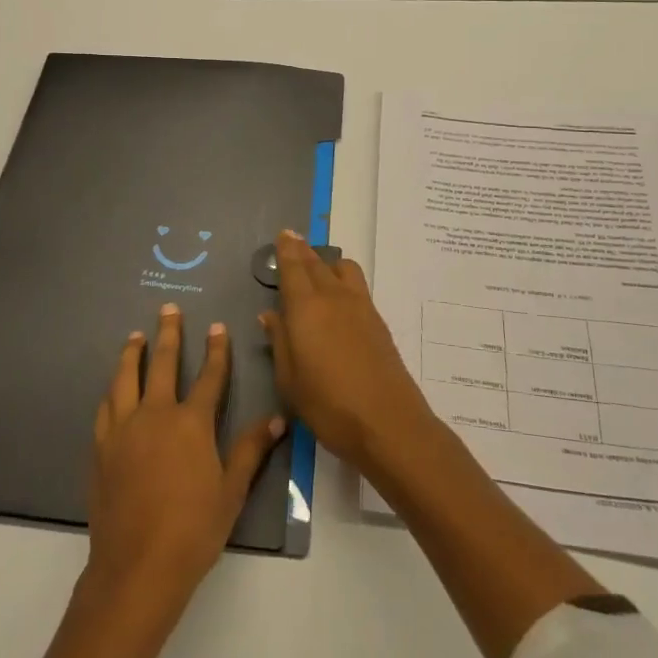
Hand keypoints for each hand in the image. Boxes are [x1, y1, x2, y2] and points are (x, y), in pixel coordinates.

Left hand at [85, 303, 283, 619]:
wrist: (137, 566)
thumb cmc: (193, 529)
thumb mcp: (231, 491)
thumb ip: (250, 450)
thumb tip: (275, 419)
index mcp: (191, 423)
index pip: (208, 376)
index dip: (216, 350)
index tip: (217, 326)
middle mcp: (155, 414)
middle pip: (162, 364)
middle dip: (168, 333)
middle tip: (168, 309)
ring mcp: (123, 429)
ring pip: (126, 378)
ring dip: (132, 353)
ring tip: (135, 336)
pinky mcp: (102, 447)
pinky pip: (106, 407)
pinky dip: (112, 390)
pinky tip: (113, 388)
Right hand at [261, 231, 432, 471]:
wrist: (388, 422)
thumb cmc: (328, 404)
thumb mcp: (289, 379)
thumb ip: (280, 341)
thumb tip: (270, 315)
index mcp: (305, 307)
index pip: (293, 268)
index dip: (287, 249)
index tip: (284, 235)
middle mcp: (333, 297)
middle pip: (316, 263)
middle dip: (303, 252)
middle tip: (293, 245)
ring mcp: (360, 306)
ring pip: (342, 269)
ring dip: (327, 263)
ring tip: (318, 272)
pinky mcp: (377, 321)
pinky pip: (356, 285)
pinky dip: (343, 280)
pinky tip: (338, 299)